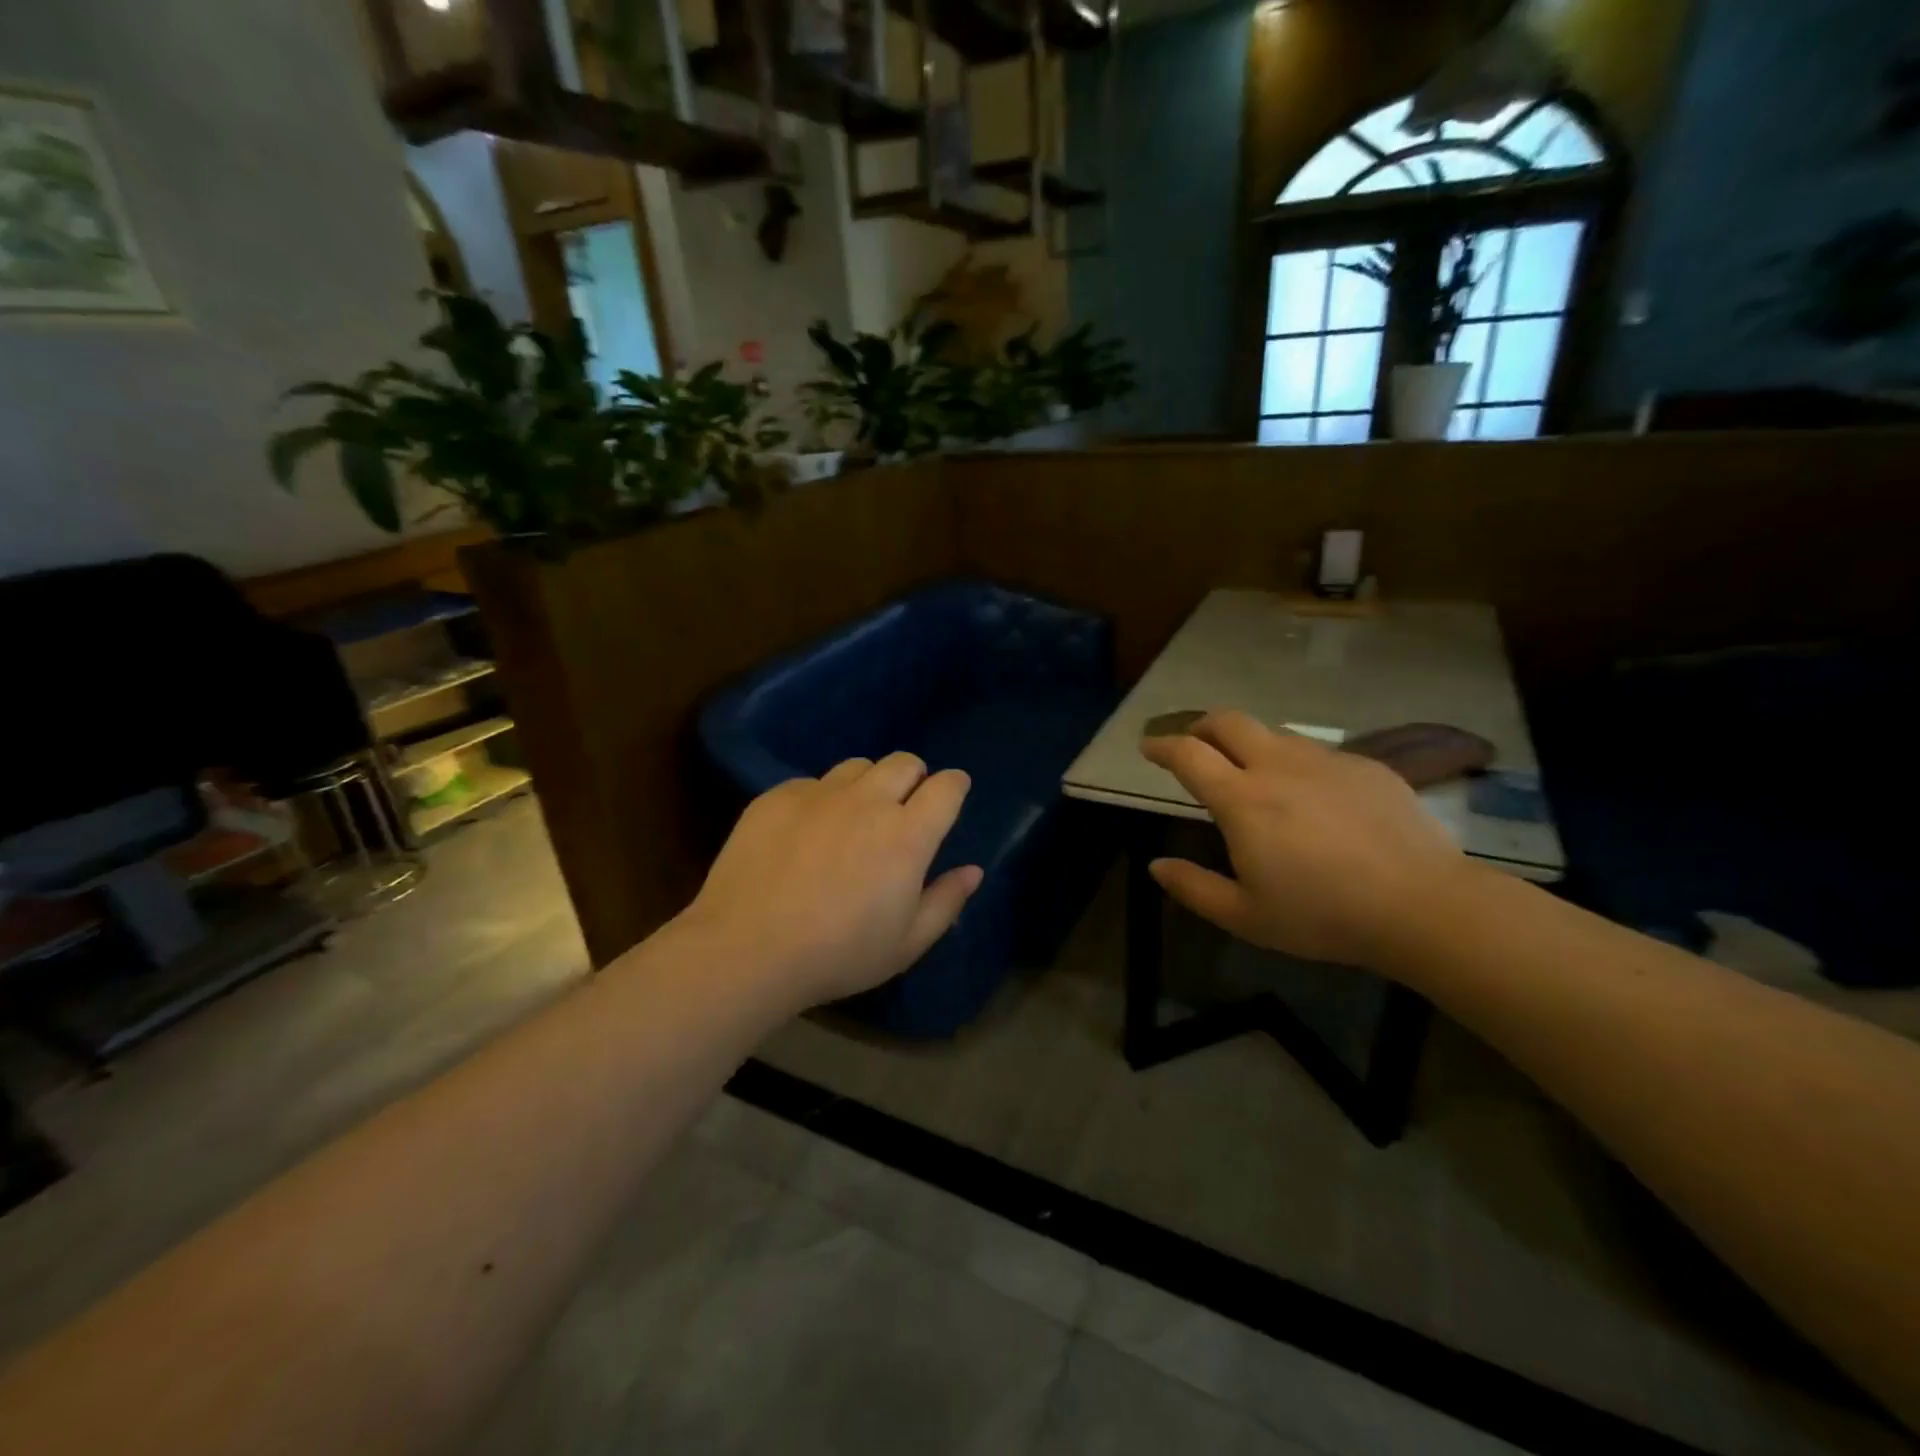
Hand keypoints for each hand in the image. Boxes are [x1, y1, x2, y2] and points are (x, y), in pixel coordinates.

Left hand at [682, 753, 982, 1007]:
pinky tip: (806, 832)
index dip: (955, 785)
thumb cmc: (838, 954)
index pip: (946, 787)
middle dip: (914, 777)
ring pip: (857, 767)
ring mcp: (819, 794)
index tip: (953, 793)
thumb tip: (973, 871)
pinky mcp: (777, 796)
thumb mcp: (906, 944)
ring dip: (868, 783)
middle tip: (905, 806)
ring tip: (855, 815)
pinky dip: (822, 798)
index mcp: (908, 835)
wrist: (747, 949)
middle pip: (904, 762)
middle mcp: (868, 801)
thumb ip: (945, 901)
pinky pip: (812, 783)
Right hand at [1141, 711, 1474, 968]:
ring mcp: (1325, 761)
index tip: (1148, 747)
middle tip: (1194, 743)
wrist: (1423, 905)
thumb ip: (1194, 888)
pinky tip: (1312, 798)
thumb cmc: (1324, 915)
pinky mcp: (1366, 766)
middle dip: (1202, 725)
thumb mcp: (1246, 916)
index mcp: (1242, 800)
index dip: (1162, 746)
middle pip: (1229, 721)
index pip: (1188, 754)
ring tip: (1252, 772)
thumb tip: (1156, 866)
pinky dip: (1296, 764)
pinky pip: (1317, 753)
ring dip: (1250, 744)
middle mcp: (1278, 767)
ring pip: (1274, 734)